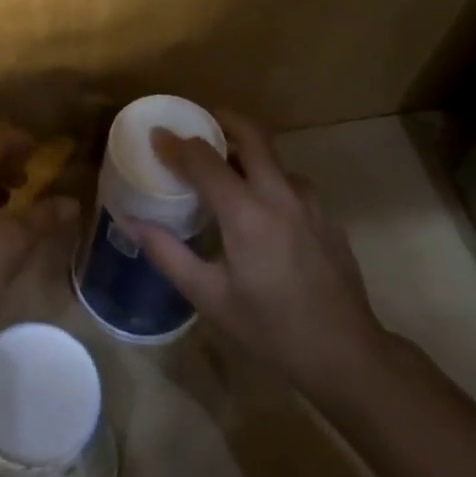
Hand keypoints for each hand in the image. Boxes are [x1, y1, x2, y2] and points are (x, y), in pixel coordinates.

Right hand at [126, 111, 386, 395]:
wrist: (347, 355)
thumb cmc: (270, 329)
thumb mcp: (209, 296)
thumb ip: (167, 252)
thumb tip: (128, 221)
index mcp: (247, 213)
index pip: (204, 160)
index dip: (176, 144)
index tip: (156, 135)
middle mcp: (280, 195)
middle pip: (252, 135)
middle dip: (223, 121)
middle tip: (197, 125)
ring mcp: (310, 202)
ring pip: (274, 158)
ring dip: (246, 151)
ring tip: (223, 169)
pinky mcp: (326, 215)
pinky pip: (290, 182)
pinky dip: (266, 178)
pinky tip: (257, 207)